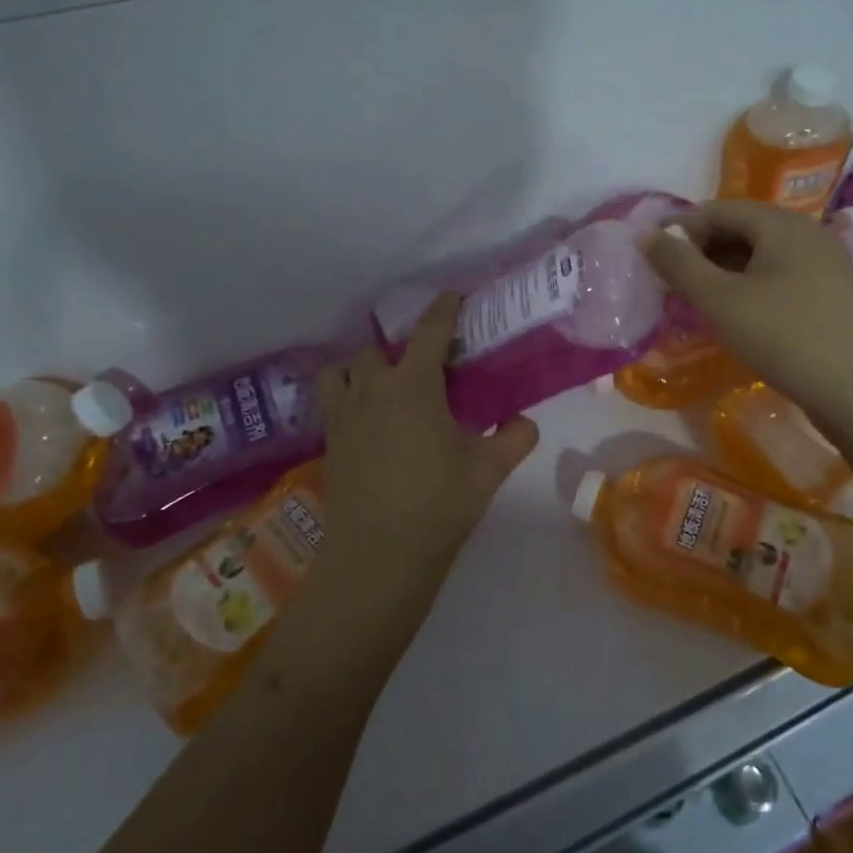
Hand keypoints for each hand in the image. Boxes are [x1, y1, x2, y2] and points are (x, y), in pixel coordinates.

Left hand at [314, 294, 539, 612]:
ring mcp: (344, 415)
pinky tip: (367, 421)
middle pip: (378, 349)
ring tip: (382, 386)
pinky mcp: (329, 442)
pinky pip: (331, 402)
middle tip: (423, 366)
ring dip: (361, 369)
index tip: (453, 297)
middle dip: (400, 349)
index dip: (443, 308)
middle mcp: (373, 389)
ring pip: (342, 370)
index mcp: (413, 385)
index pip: (429, 331)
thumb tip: (523, 421)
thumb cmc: (439, 504)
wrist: (379, 555)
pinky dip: (347, 398)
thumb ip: (514, 437)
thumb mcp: (489, 470)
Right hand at [642, 201, 852, 428]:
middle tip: (671, 280)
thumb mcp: (720, 300)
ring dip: (724, 270)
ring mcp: (825, 262)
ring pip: (761, 254)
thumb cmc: (783, 336)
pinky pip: (780, 275)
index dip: (681, 227)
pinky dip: (749, 285)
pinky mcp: (831, 292)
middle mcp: (807, 232)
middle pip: (742, 228)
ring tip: (697, 298)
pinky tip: (736, 312)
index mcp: (781, 223)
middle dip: (702, 250)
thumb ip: (679, 264)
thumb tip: (645, 232)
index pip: (719, 210)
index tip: (652, 253)